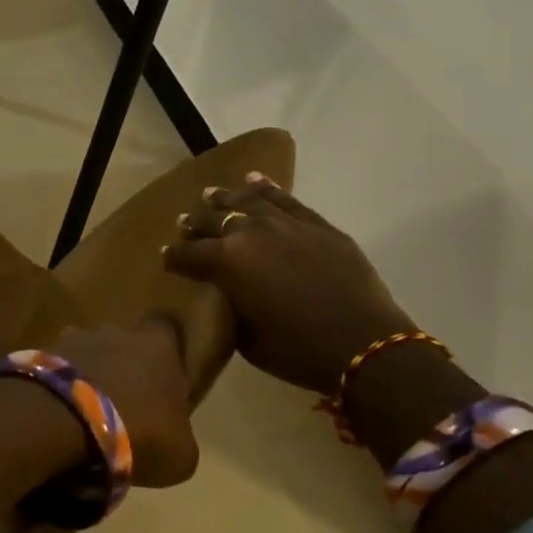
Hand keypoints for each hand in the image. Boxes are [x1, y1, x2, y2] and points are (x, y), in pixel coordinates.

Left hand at [48, 319, 199, 488]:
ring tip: (88, 409)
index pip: (167, 327)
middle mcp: (116, 330)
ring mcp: (75, 338)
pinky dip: (62, 387)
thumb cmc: (139, 432)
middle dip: (124, 362)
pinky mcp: (42, 354)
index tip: (167, 371)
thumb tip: (173, 434)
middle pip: (123, 339)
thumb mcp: (180, 452)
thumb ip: (179, 433)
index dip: (167, 347)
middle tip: (126, 398)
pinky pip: (58, 369)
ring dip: (89, 374)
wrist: (67, 421)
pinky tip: (63, 413)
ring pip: (88, 351)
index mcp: (158, 344)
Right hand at [162, 175, 415, 394]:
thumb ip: (231, 308)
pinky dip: (266, 188)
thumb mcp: (249, 339)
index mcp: (226, 262)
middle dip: (195, 224)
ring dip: (225, 198)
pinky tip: (254, 181)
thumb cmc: (299, 351)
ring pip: (246, 202)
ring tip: (211, 194)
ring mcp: (284, 224)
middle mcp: (249, 233)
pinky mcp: (315, 224)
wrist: (366, 343)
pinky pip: (285, 199)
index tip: (166, 257)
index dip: (174, 257)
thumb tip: (228, 296)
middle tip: (184, 224)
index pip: (188, 255)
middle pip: (213, 221)